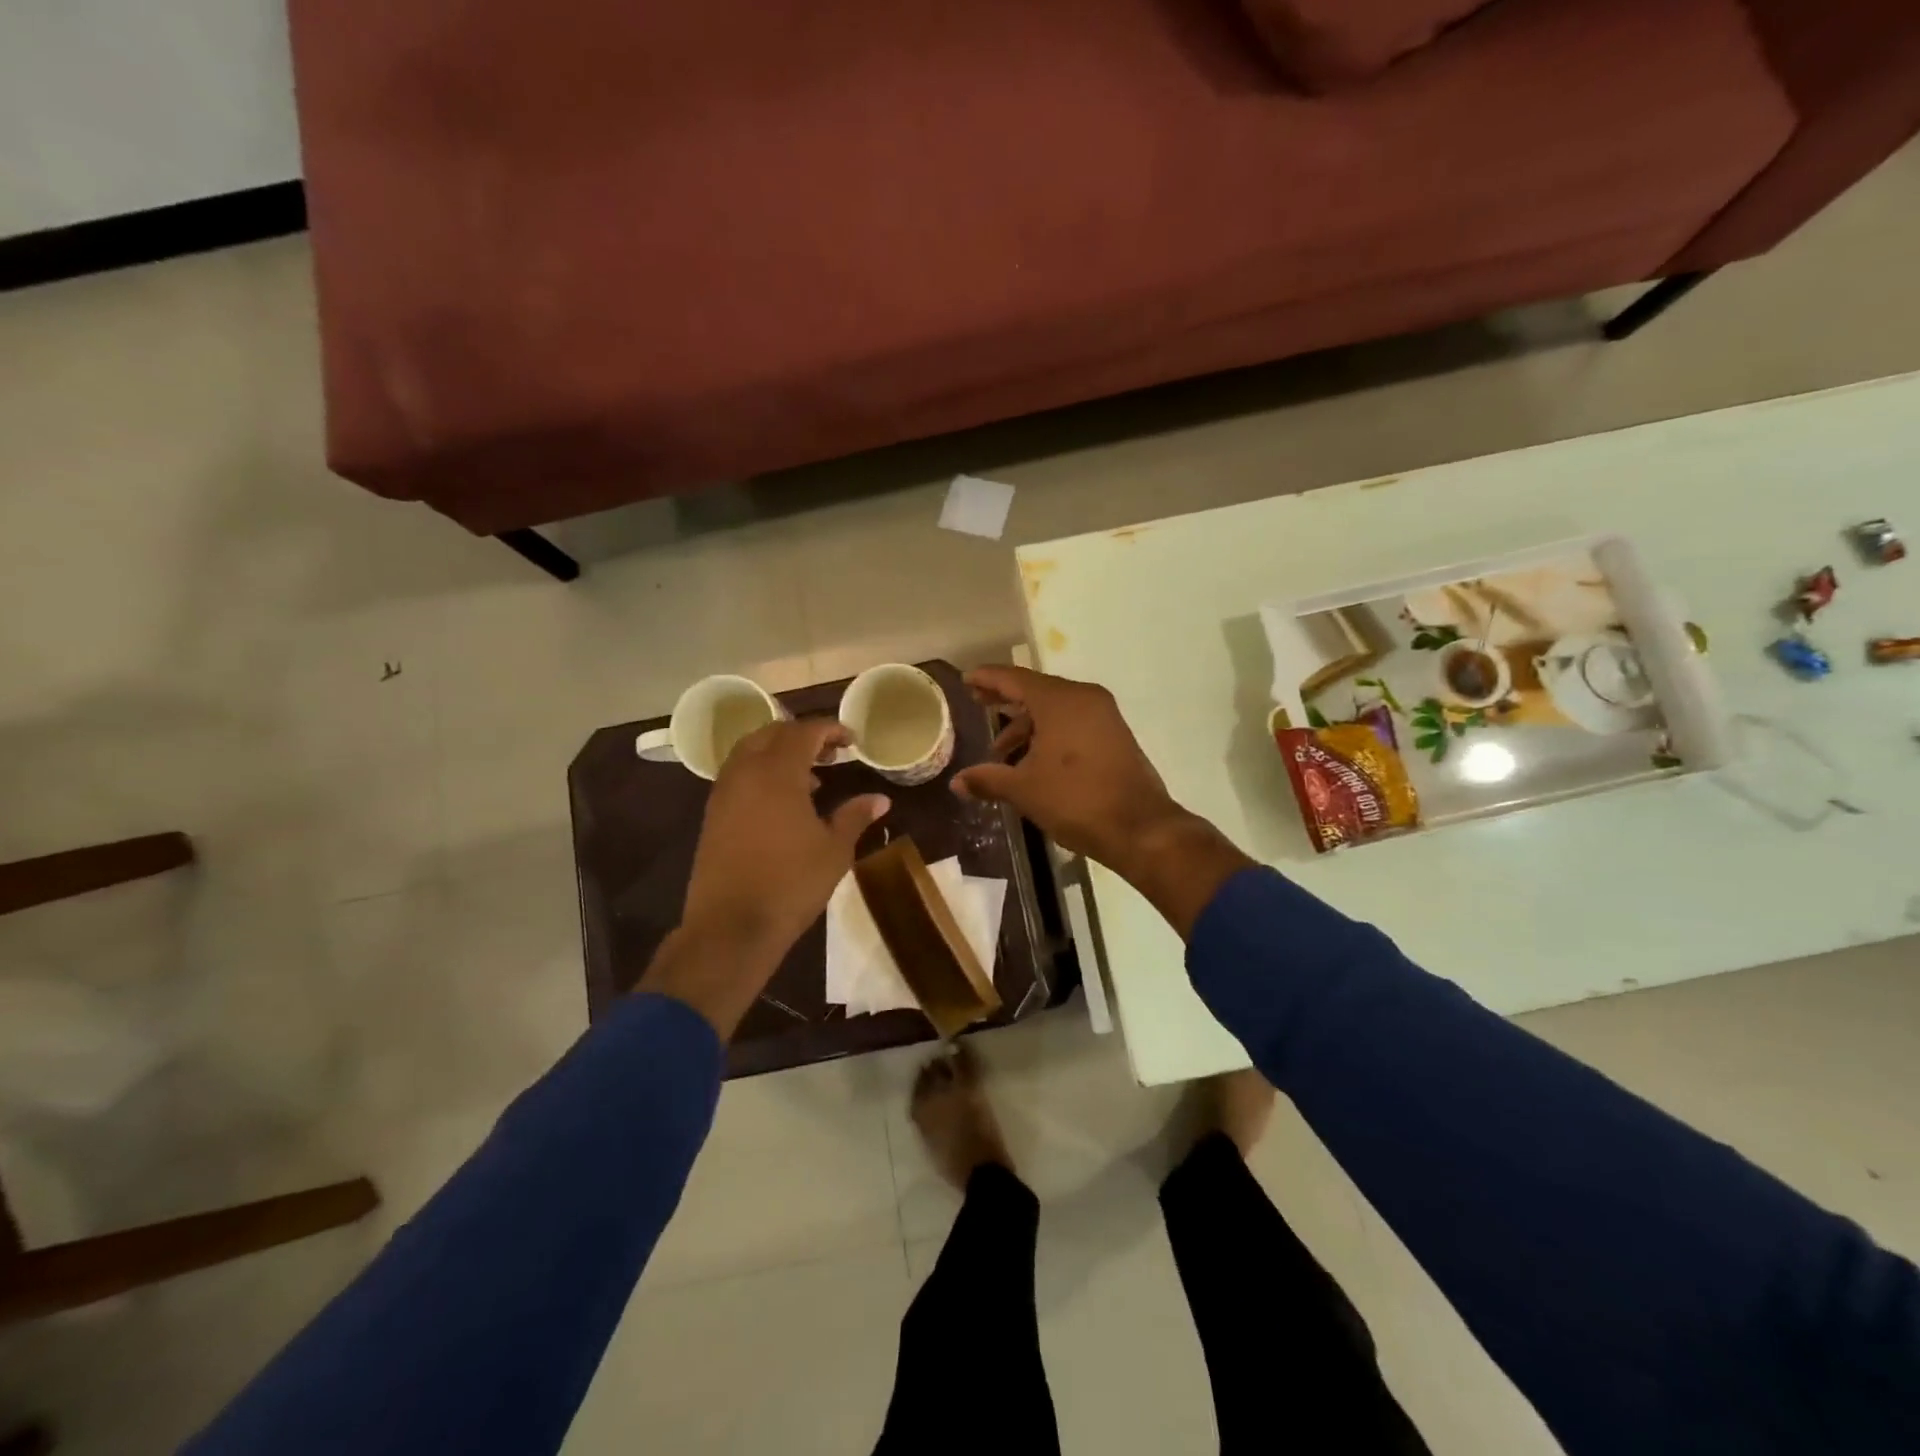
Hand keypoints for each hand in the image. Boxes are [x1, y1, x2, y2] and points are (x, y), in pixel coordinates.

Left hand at [643, 718, 888, 1036]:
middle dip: (802, 736)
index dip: (830, 729)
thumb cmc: (791, 883)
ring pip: (750, 752)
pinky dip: (761, 774)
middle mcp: (745, 772)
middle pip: (772, 734)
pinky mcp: (713, 815)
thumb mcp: (834, 850)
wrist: (732, 926)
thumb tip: (880, 799)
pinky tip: (782, 803)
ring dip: (779, 754)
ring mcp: (723, 793)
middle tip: (830, 753)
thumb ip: (855, 816)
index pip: (804, 732)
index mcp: (777, 772)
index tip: (852, 741)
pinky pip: (738, 776)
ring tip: (810, 779)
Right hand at [950, 666, 1250, 936]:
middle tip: (978, 703)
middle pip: (1036, 690)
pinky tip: (1032, 760)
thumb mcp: (1024, 790)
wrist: (1140, 828)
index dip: (988, 678)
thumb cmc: (1076, 801)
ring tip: (1001, 752)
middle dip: (1006, 699)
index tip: (966, 679)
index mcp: (1060, 701)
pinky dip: (1049, 733)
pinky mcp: (1115, 735)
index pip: (1015, 679)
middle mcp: (1084, 698)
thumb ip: (988, 779)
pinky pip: (1073, 723)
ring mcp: (1104, 716)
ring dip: (1027, 725)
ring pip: (1056, 709)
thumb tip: (956, 783)